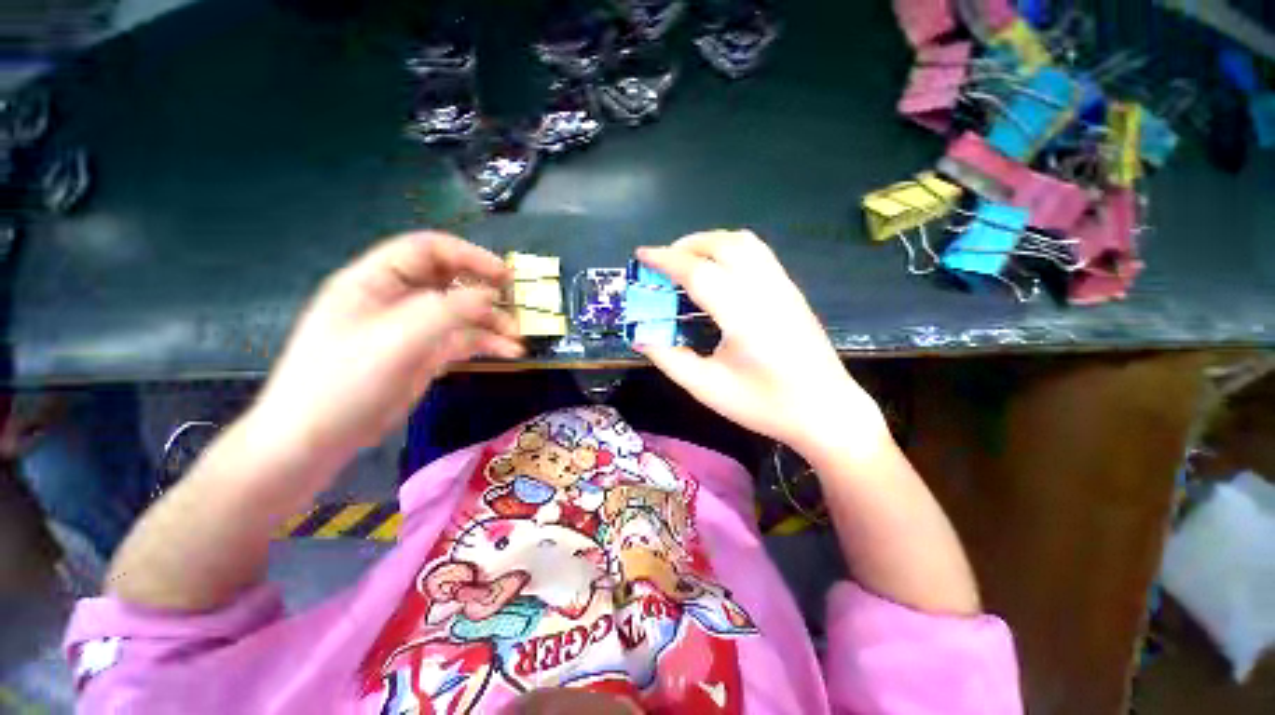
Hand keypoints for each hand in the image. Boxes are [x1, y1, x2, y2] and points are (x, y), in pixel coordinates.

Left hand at [251, 232, 522, 460]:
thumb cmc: (345, 381)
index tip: (503, 275)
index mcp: (376, 280)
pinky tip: (509, 352)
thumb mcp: (397, 339)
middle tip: (517, 303)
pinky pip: (463, 340)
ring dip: (492, 322)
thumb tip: (490, 294)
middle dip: (485, 290)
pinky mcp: (425, 354)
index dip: (468, 256)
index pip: (427, 249)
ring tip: (517, 337)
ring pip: (461, 313)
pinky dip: (487, 343)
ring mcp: (413, 328)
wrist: (317, 438)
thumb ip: (447, 311)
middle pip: (450, 280)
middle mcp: (397, 299)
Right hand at [636, 230, 886, 456]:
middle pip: (722, 244)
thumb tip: (640, 336)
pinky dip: (729, 249)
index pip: (697, 271)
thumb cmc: (764, 405)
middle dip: (685, 245)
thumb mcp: (707, 388)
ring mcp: (783, 286)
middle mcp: (765, 290)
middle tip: (662, 263)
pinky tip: (719, 271)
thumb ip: (669, 359)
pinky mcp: (791, 290)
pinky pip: (757, 253)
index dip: (664, 259)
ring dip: (709, 242)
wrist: (825, 411)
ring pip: (743, 242)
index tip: (640, 255)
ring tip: (688, 261)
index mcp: (743, 315)